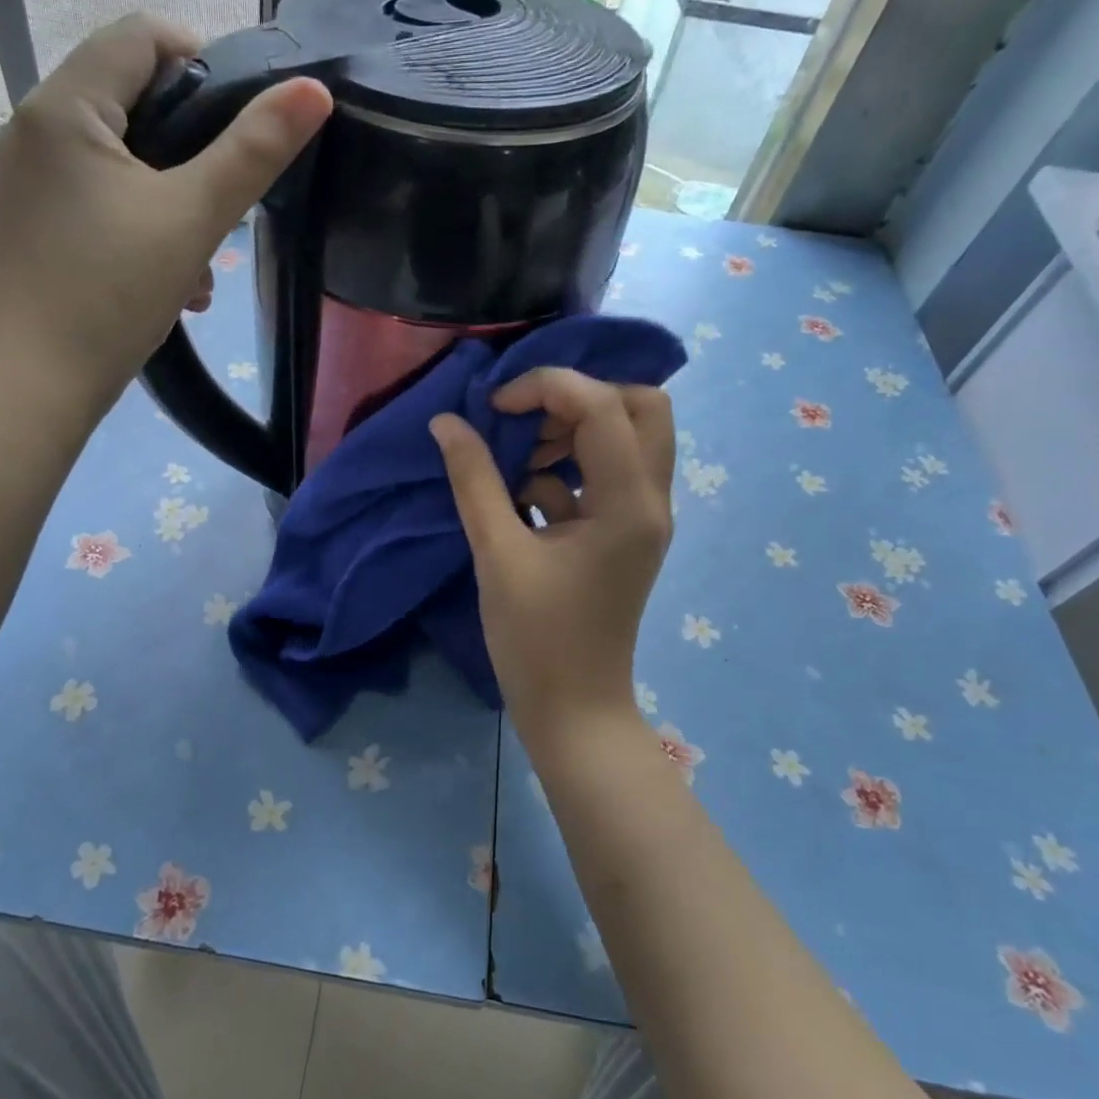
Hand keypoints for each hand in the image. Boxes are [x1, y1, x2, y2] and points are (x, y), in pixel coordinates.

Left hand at [0, 13, 332, 401]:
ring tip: (201, 266)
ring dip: (171, 199)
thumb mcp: (194, 219)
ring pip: (117, 159)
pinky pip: (94, 199)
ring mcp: (23, 180)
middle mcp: (31, 127)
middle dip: (192, 149)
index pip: (141, 35)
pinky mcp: (27, 224)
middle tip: (227, 203)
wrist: (36, 387)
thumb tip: (313, 90)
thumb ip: (254, 151)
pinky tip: (169, 282)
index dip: (204, 61)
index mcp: (63, 106)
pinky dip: (139, 224)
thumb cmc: (112, 295)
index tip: (245, 122)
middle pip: (130, 99)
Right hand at [431, 369, 675, 750]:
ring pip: (628, 439)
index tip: (493, 408)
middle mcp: (651, 501)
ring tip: (516, 457)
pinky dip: (567, 470)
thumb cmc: (536, 639)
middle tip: (525, 417)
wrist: (573, 710)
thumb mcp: (497, 554)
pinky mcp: (624, 536)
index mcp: (629, 503)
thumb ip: (474, 481)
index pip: (603, 406)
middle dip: (580, 398)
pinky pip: (606, 476)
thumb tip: (447, 423)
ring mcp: (643, 519)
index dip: (546, 388)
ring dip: (572, 431)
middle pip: (642, 407)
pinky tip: (523, 497)